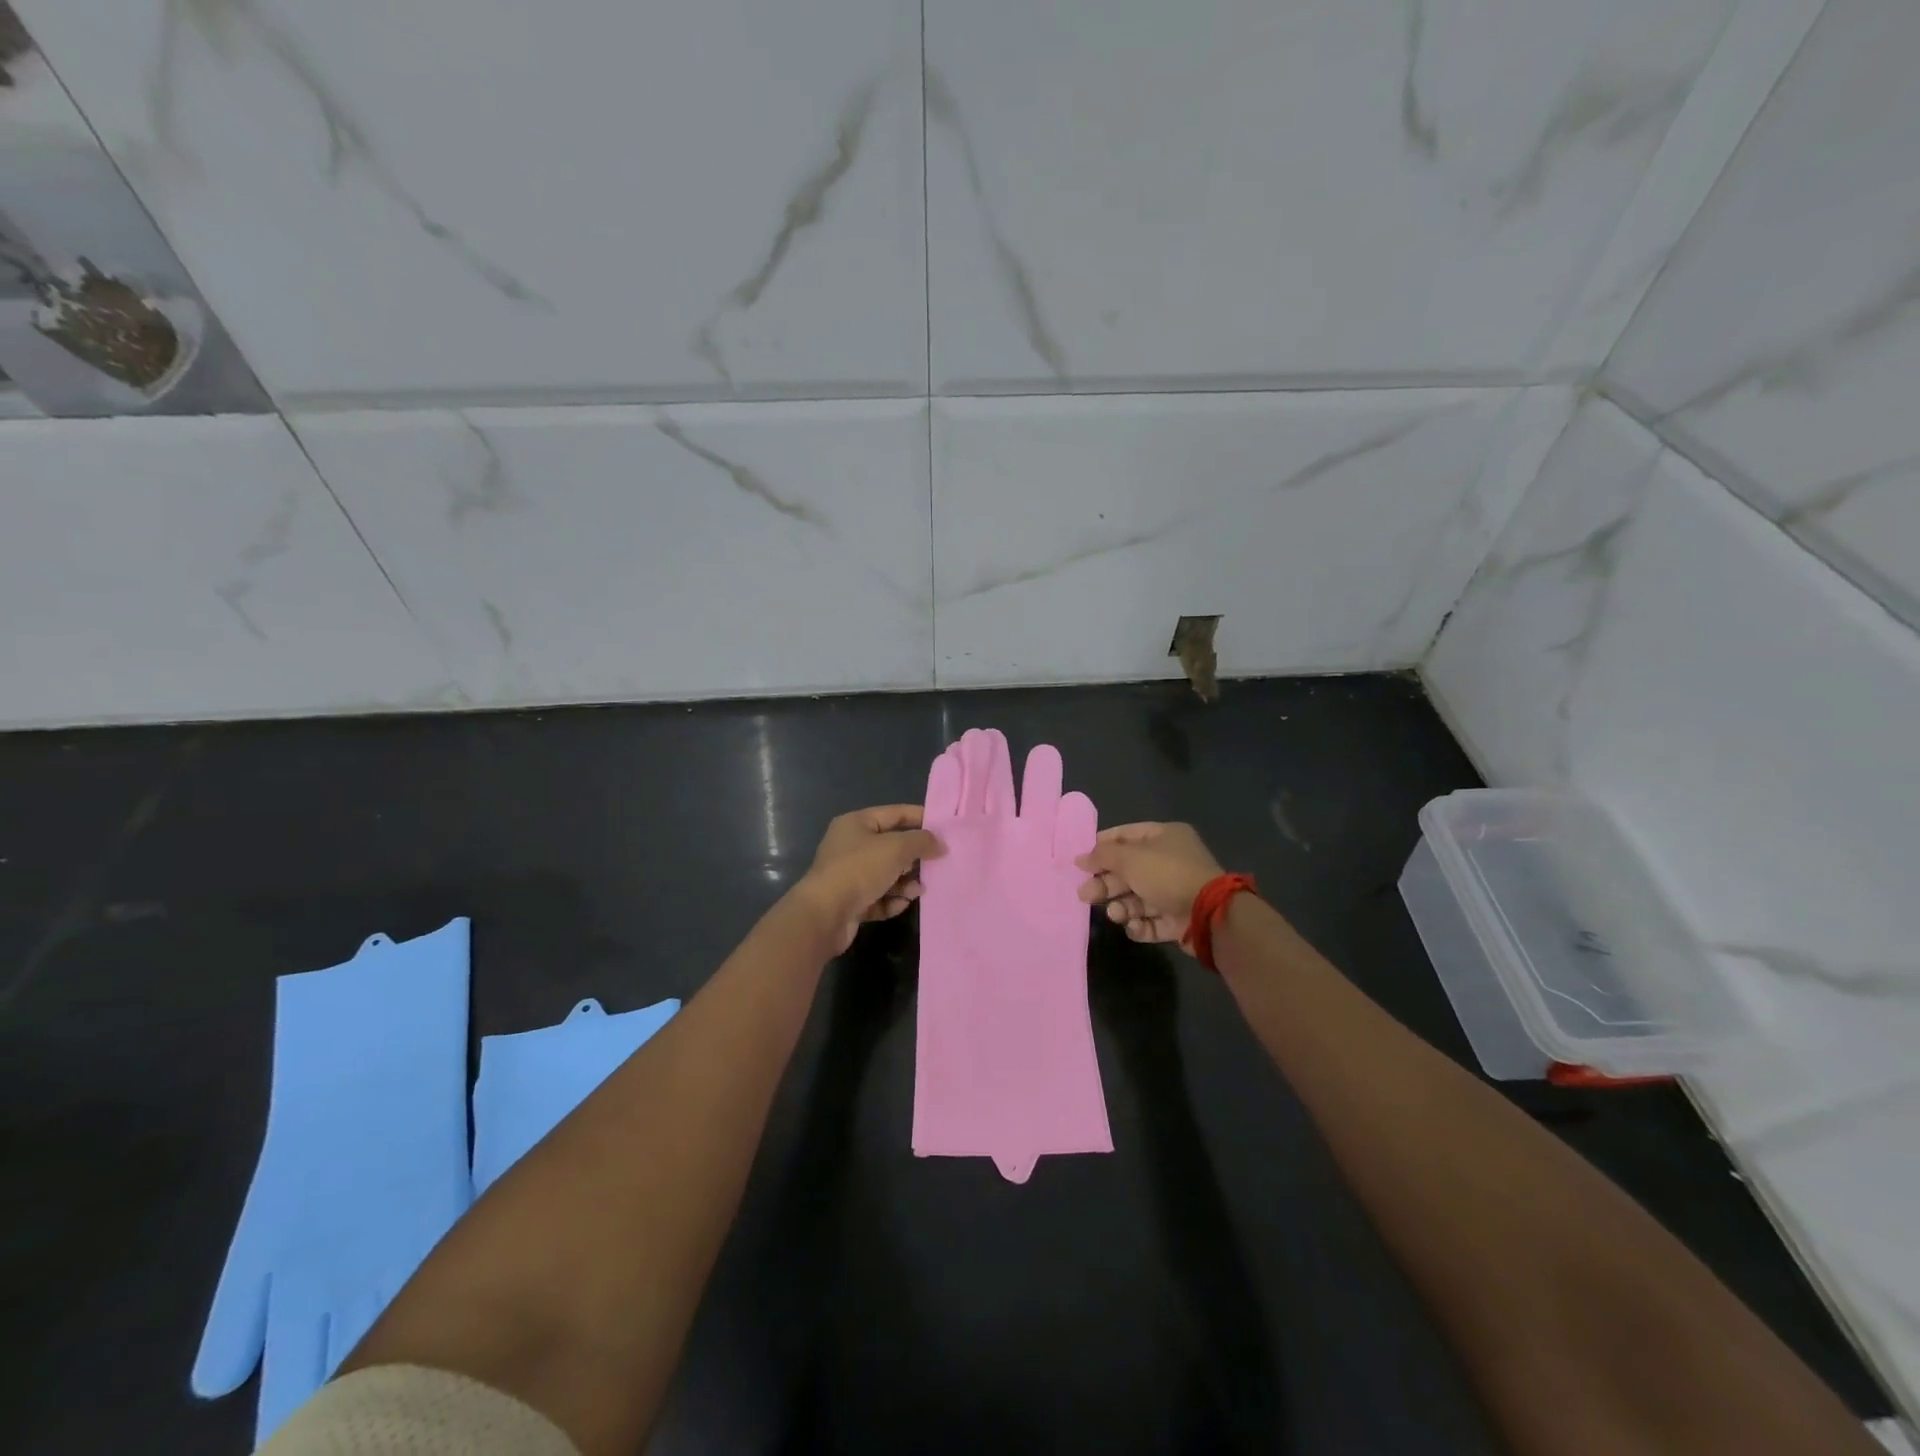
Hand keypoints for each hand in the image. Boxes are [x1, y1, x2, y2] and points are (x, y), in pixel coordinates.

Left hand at [793, 805, 942, 952]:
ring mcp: (849, 875)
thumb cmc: (860, 869)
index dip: (920, 818)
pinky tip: (902, 904)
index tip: (945, 829)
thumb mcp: (896, 848)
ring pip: (886, 874)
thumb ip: (922, 841)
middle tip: (937, 864)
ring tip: (919, 890)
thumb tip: (940, 843)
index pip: (895, 813)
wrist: (824, 915)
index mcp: (856, 824)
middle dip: (914, 856)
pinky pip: (878, 897)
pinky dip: (892, 900)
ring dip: (905, 882)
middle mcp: (850, 846)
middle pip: (891, 846)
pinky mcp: (850, 902)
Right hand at [1076, 822, 1224, 947]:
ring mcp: (1174, 892)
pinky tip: (1134, 926)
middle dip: (1106, 883)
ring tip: (1114, 914)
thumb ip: (1102, 856)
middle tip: (1085, 894)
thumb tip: (1080, 857)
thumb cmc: (1167, 874)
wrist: (1208, 914)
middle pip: (1128, 870)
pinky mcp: (1177, 920)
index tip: (1079, 860)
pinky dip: (1139, 925)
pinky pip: (1150, 920)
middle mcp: (1170, 861)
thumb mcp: (1130, 859)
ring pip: (1137, 898)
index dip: (1101, 846)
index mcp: (1164, 837)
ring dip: (1121, 906)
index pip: (1125, 836)